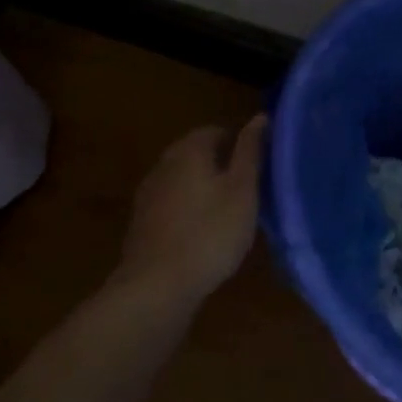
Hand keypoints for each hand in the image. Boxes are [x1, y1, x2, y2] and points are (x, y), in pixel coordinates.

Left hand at [118, 115, 265, 306]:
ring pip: (182, 179)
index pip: (216, 131)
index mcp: (189, 149)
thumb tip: (259, 117)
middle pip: (196, 153)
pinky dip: (188, 209)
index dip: (238, 144)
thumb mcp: (242, 191)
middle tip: (246, 190)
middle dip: (220, 165)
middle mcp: (164, 162)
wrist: (156, 284)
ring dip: (203, 188)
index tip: (257, 166)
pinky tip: (201, 233)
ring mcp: (149, 191)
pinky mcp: (142, 220)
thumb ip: (250, 152)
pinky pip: (171, 203)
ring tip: (228, 212)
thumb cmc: (209, 234)